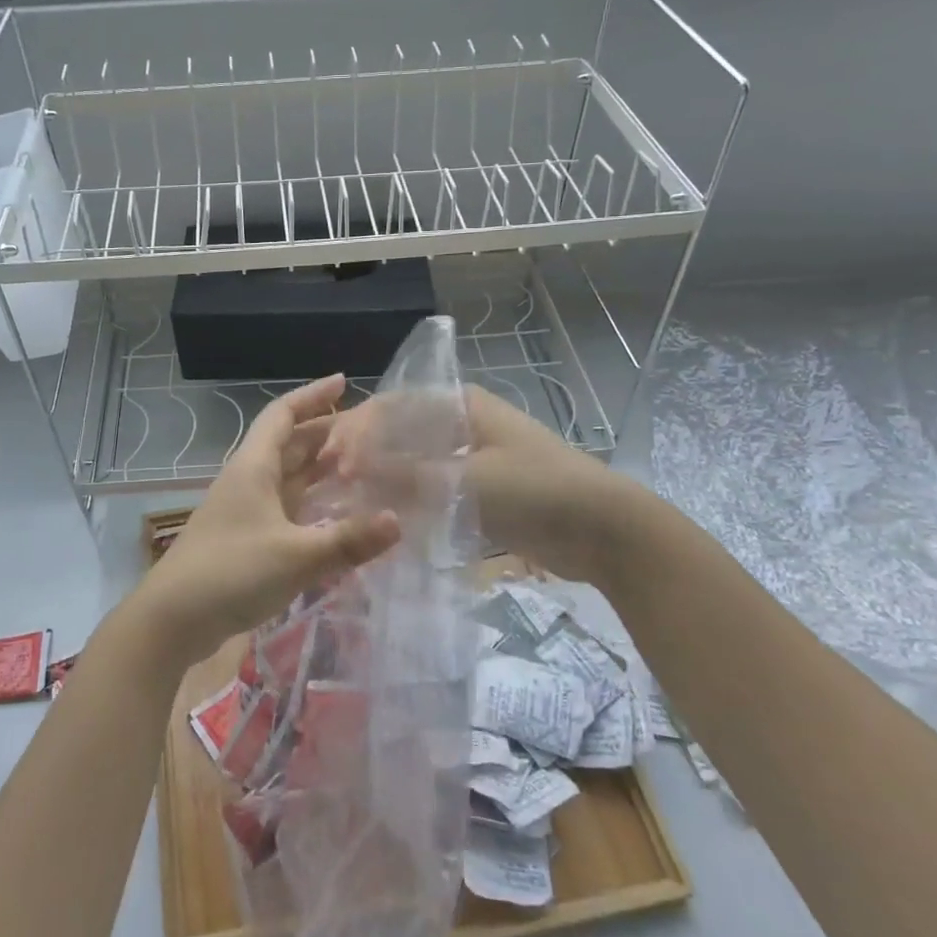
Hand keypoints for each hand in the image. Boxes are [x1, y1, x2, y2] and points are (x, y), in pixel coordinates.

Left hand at [131, 375, 399, 666]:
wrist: (171, 620)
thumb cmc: (231, 573)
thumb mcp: (296, 557)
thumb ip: (347, 541)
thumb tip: (397, 521)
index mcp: (253, 468)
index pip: (283, 415)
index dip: (311, 395)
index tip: (343, 381)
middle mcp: (247, 481)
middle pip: (287, 444)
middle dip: (324, 432)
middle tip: (367, 433)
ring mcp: (243, 511)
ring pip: (286, 477)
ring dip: (317, 468)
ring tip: (358, 467)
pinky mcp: (244, 540)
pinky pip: (283, 508)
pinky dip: (309, 503)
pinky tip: (332, 516)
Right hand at [323, 384, 636, 582]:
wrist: (604, 530)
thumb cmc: (536, 490)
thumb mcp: (467, 480)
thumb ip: (407, 474)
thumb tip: (351, 468)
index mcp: (460, 406)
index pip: (393, 406)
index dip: (357, 430)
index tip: (332, 463)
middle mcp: (462, 423)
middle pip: (400, 432)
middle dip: (366, 455)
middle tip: (334, 485)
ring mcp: (472, 457)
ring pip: (414, 462)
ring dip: (385, 479)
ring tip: (351, 504)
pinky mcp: (481, 490)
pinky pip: (433, 489)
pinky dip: (409, 500)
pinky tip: (387, 519)